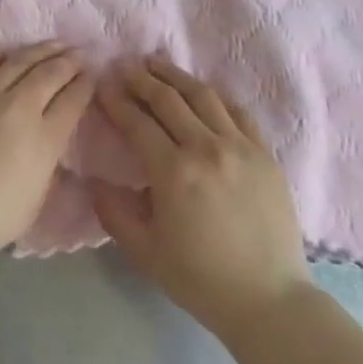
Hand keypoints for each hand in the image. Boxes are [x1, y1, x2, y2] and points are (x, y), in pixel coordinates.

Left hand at [0, 44, 92, 261]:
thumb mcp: (32, 204)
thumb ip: (46, 167)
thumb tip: (50, 144)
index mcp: (44, 140)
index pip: (73, 101)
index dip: (86, 85)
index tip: (91, 76)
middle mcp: (20, 107)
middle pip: (51, 73)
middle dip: (70, 61)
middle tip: (79, 53)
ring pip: (21, 60)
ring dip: (42, 49)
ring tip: (55, 44)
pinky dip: (1, 53)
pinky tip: (8, 50)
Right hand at [92, 58, 311, 341]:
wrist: (269, 299)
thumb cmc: (201, 279)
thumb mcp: (145, 252)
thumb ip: (114, 212)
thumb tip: (92, 180)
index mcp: (174, 172)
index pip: (138, 123)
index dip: (117, 101)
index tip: (103, 85)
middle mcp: (206, 148)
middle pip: (168, 100)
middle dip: (142, 79)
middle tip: (125, 66)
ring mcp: (240, 147)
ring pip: (203, 96)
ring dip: (176, 76)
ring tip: (157, 64)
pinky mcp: (264, 153)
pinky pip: (237, 112)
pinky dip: (215, 96)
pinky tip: (203, 91)